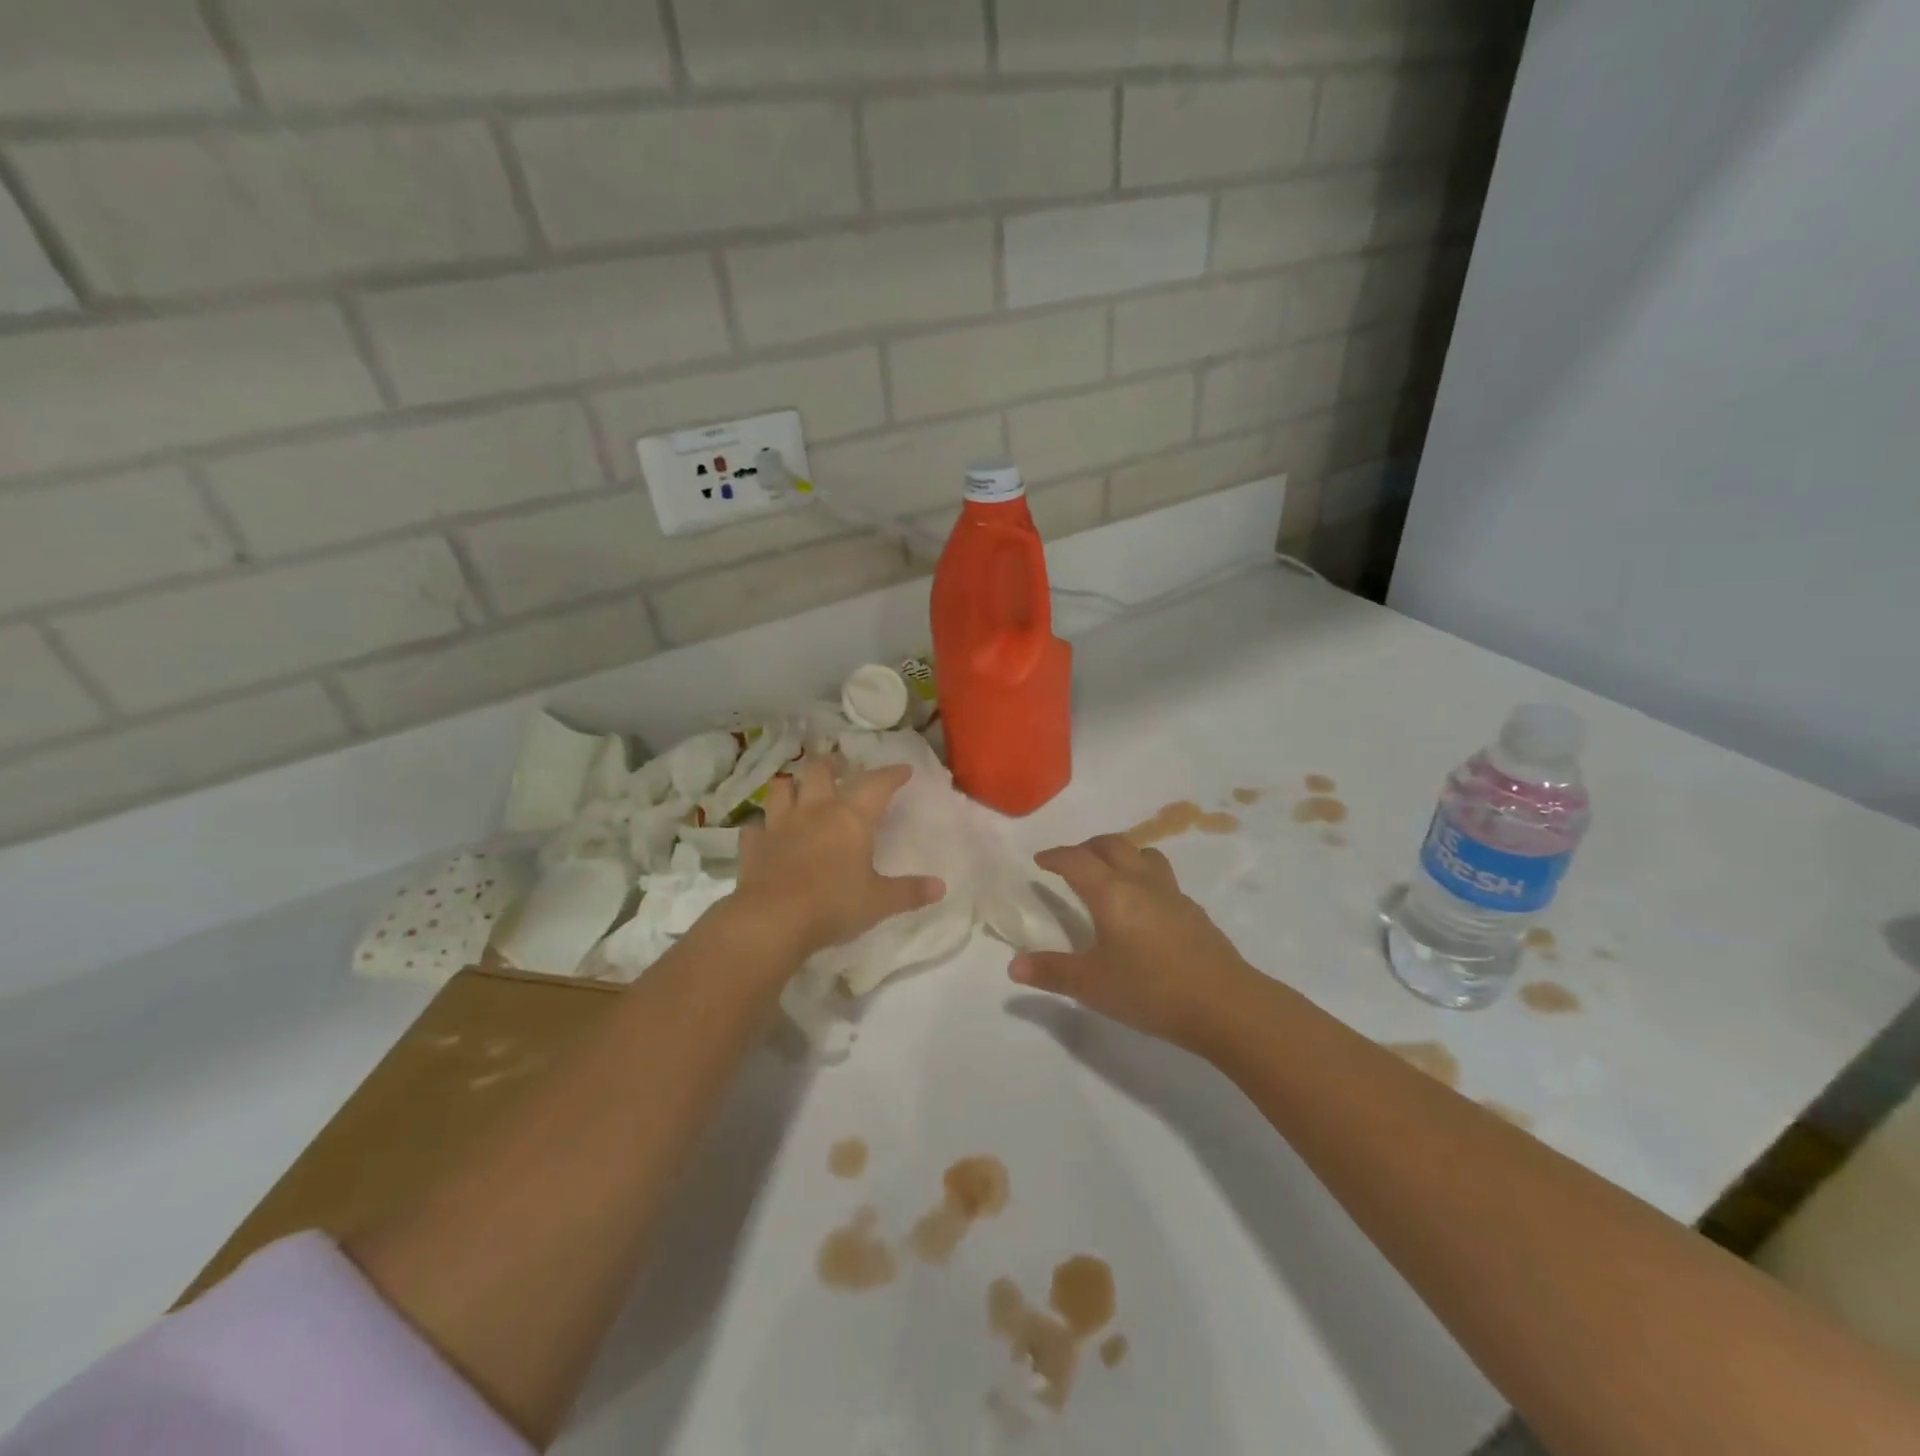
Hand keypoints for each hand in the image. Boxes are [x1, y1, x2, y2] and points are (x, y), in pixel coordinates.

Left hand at [731, 759, 944, 959]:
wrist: (772, 920)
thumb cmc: (833, 905)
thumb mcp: (879, 902)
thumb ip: (909, 892)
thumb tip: (941, 887)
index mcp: (850, 818)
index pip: (876, 785)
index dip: (891, 774)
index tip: (903, 770)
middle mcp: (814, 811)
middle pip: (819, 771)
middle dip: (832, 765)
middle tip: (841, 769)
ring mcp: (779, 825)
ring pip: (781, 788)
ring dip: (792, 785)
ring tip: (800, 791)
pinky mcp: (753, 845)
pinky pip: (755, 827)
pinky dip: (762, 827)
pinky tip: (766, 833)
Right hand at [1009, 834, 1260, 1053]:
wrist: (1225, 1005)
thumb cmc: (1150, 990)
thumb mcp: (1091, 985)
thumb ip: (1051, 972)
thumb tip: (1013, 965)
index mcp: (1111, 892)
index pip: (1076, 860)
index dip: (1055, 856)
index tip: (1040, 861)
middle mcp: (1141, 882)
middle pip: (1112, 845)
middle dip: (1087, 847)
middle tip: (1071, 862)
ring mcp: (1172, 894)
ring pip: (1144, 855)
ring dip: (1122, 855)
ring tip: (1109, 874)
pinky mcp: (1194, 911)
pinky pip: (1163, 879)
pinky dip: (1144, 878)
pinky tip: (1143, 908)